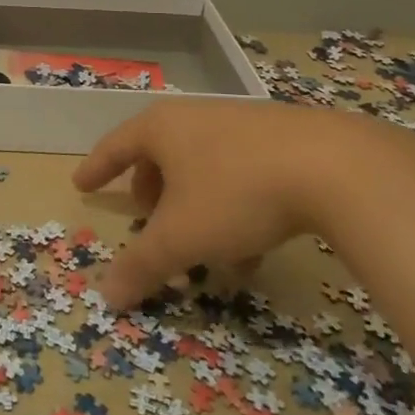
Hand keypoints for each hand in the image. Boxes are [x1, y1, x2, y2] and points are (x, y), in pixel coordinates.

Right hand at [72, 100, 361, 310]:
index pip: (115, 147)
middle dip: (149, 189)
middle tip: (144, 215)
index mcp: (160, 129)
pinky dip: (228, 204)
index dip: (97, 170)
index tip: (81, 184)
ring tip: (201, 244)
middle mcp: (194, 117)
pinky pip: (236, 171)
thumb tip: (105, 297)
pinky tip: (249, 245)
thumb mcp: (182, 237)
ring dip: (192, 203)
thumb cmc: (237, 193)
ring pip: (200, 165)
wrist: (333, 165)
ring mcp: (238, 123)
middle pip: (158, 153)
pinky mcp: (278, 137)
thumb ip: (142, 265)